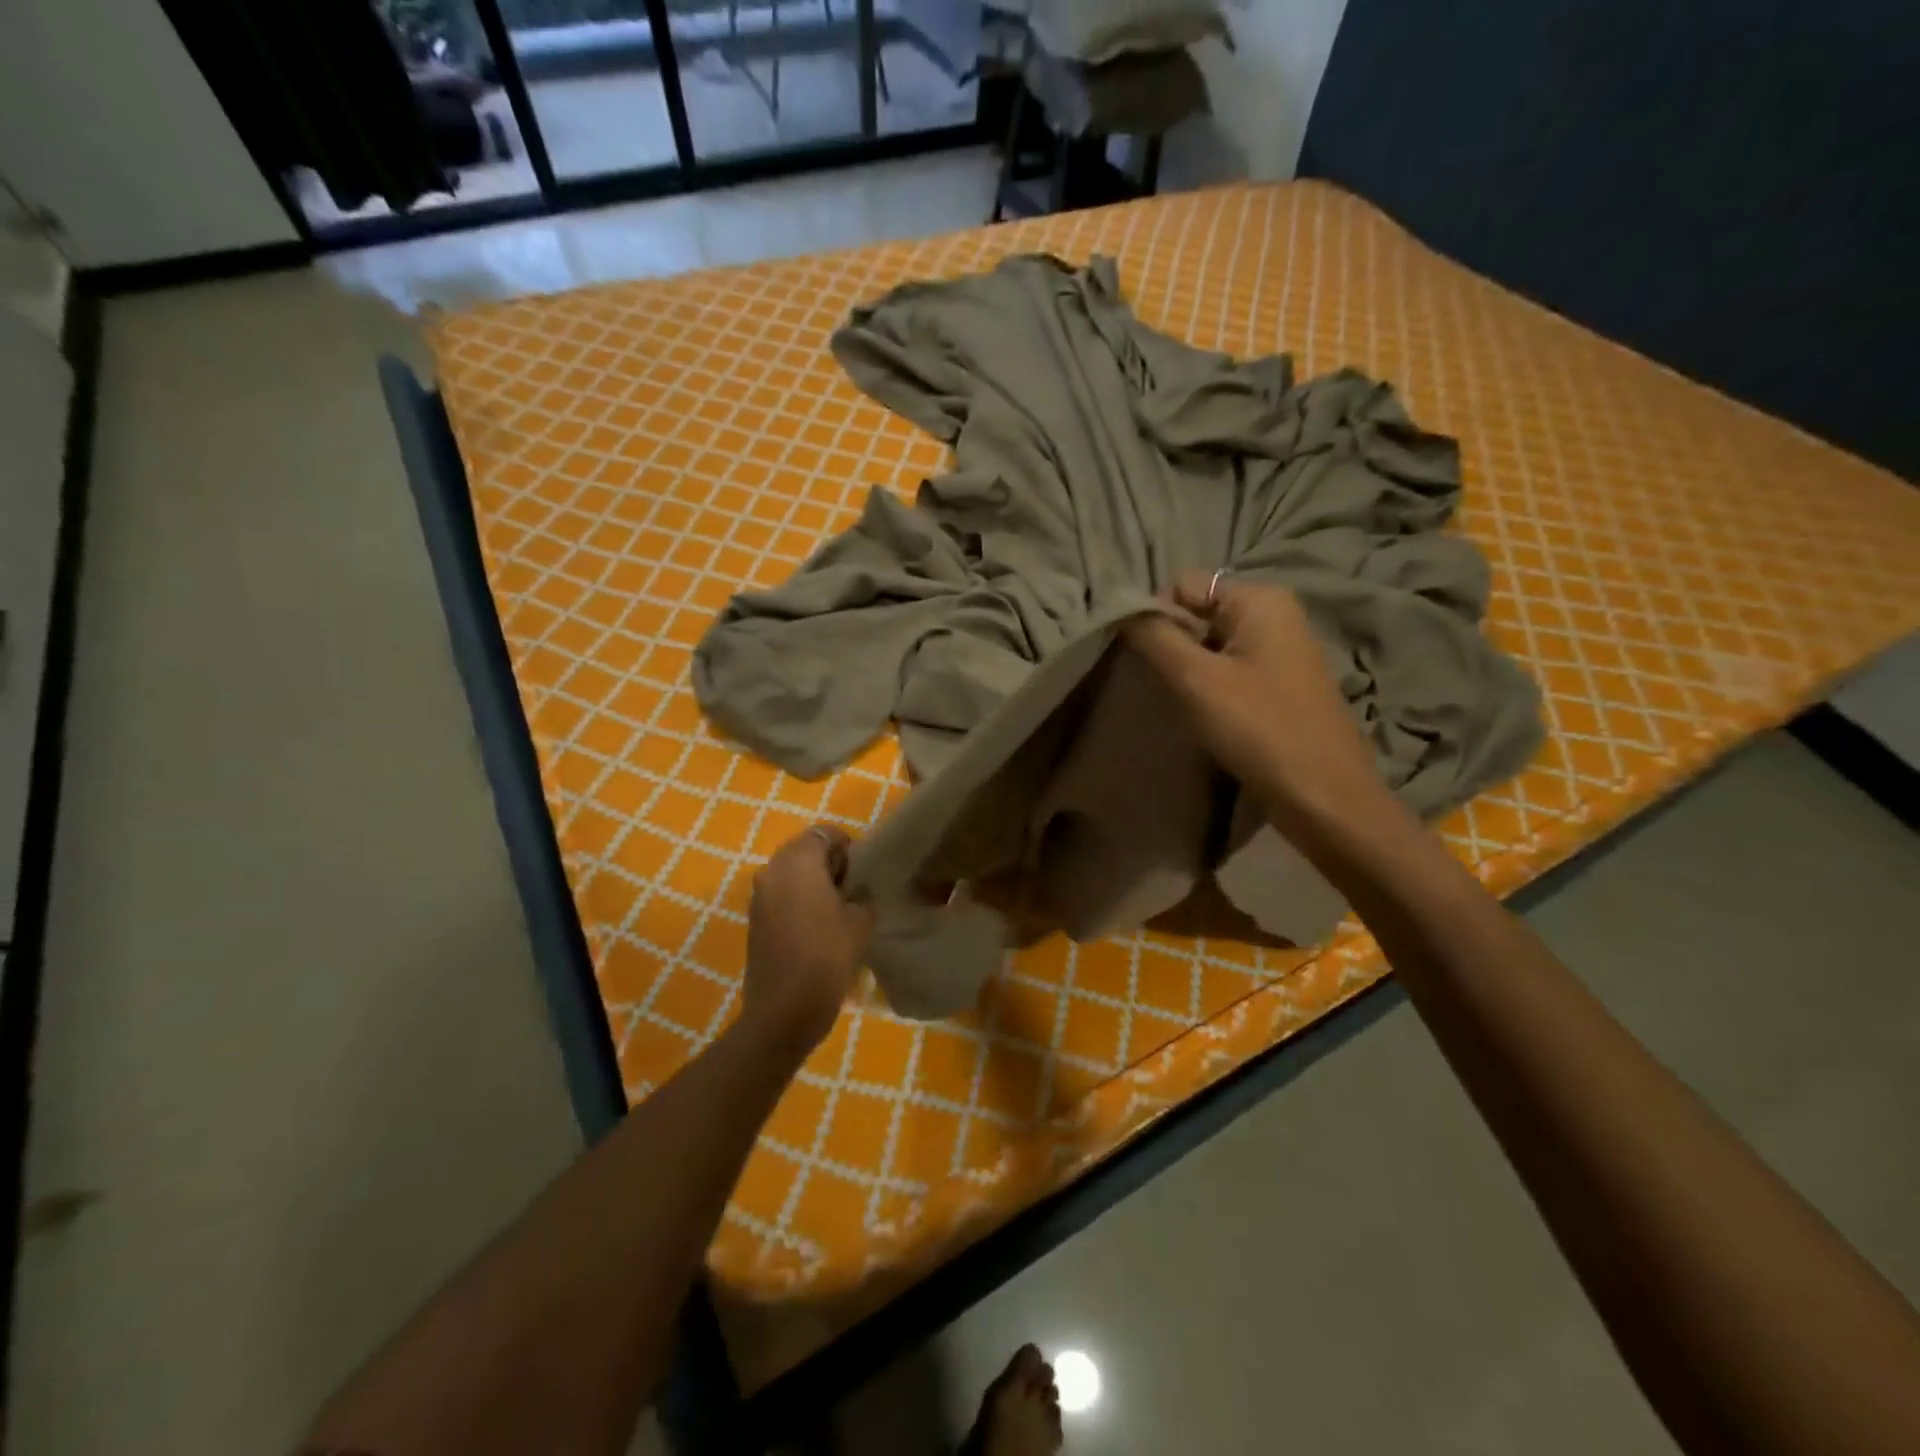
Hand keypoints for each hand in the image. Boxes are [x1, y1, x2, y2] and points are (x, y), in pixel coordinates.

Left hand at [741, 825, 874, 1055]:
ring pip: (790, 873)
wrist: (784, 1009)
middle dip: (827, 862)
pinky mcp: (754, 920)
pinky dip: (797, 900)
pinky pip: (780, 895)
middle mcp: (772, 870)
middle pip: (803, 850)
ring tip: (835, 910)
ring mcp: (758, 896)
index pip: (824, 833)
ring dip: (811, 882)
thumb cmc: (827, 956)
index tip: (860, 871)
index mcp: (798, 862)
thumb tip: (856, 892)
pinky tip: (816, 927)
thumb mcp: (860, 921)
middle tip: (851, 889)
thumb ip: (861, 896)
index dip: (846, 846)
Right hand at [1125, 573, 1390, 834]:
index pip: (1183, 585)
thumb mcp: (1195, 679)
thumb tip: (1121, 607)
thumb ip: (1155, 636)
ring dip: (1190, 670)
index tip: (1147, 660)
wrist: (1324, 796)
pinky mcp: (1282, 684)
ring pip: (1213, 644)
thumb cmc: (1259, 728)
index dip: (1157, 616)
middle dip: (1174, 644)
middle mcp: (1275, 614)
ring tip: (1184, 704)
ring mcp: (1282, 650)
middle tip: (1165, 685)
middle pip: (1199, 613)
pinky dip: (1212, 686)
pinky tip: (1208, 715)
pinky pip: (1232, 669)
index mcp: (1260, 600)